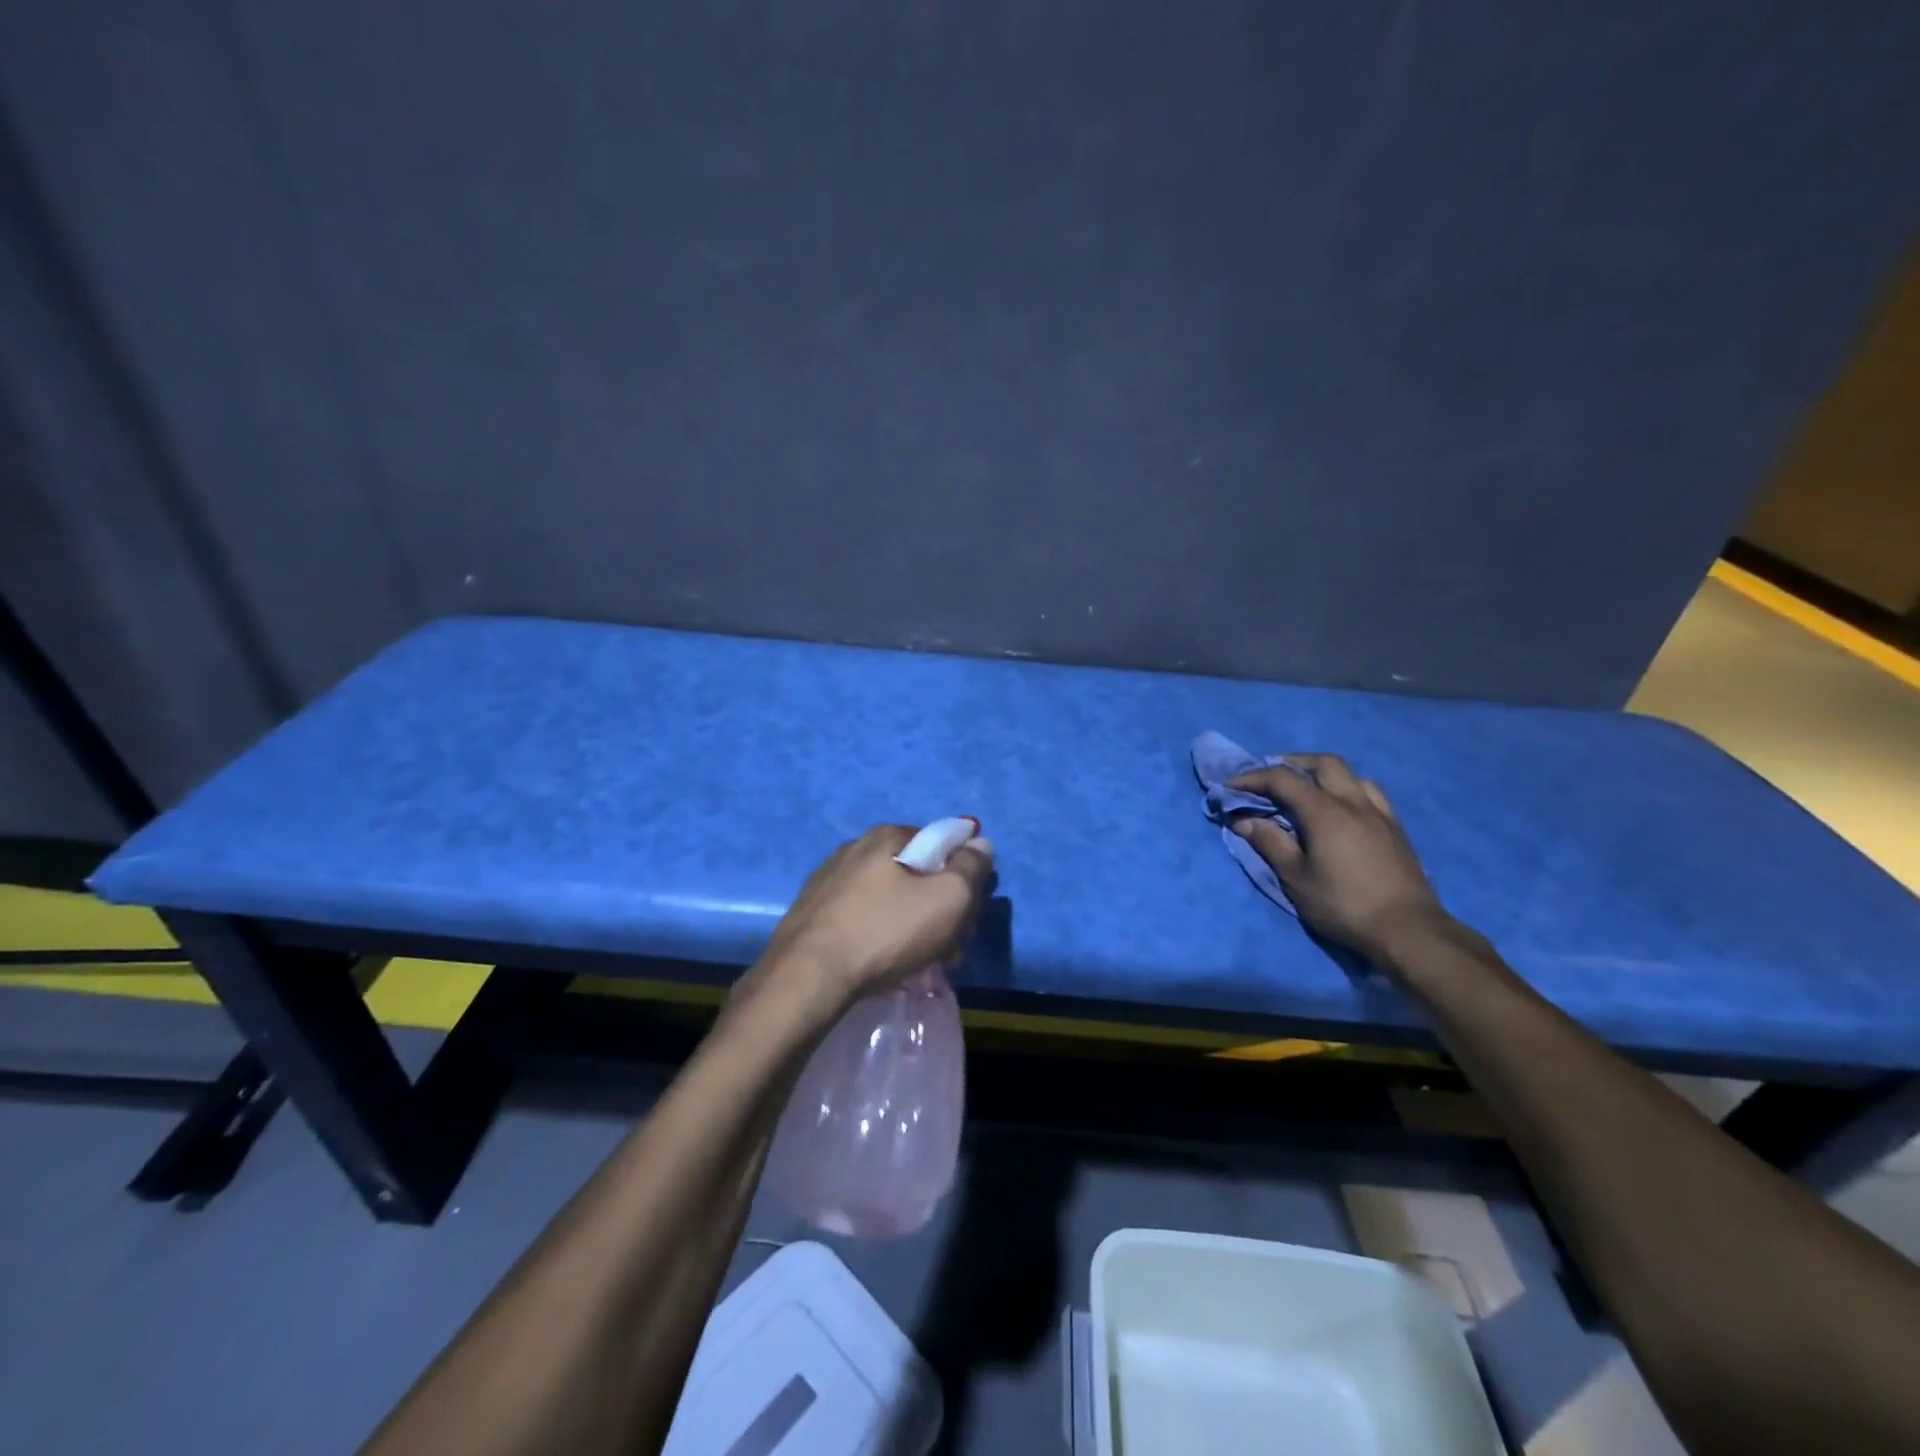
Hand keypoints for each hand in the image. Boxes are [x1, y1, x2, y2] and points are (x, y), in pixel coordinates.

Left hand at [745, 825, 994, 1016]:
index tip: (965, 917)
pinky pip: (862, 918)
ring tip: (915, 964)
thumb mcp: (948, 899)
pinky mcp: (813, 914)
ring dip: (912, 928)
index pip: (942, 845)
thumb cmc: (885, 932)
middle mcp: (855, 849)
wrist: (806, 979)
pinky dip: (879, 937)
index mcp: (887, 836)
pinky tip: (881, 965)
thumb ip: (971, 868)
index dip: (963, 880)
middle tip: (946, 949)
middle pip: (917, 874)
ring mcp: (829, 881)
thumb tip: (979, 843)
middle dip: (939, 910)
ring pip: (890, 900)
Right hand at [1228, 754, 1451, 965]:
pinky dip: (1348, 788)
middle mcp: (1353, 802)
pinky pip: (1370, 793)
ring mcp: (1379, 814)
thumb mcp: (1296, 878)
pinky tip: (1342, 807)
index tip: (1231, 786)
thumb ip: (1270, 843)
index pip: (1282, 779)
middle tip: (1270, 777)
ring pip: (1350, 775)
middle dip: (1291, 763)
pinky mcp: (1395, 829)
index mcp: (1324, 812)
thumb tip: (1244, 820)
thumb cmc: (1343, 904)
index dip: (1253, 778)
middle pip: (1322, 763)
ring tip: (1307, 788)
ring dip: (1323, 773)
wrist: (1407, 929)